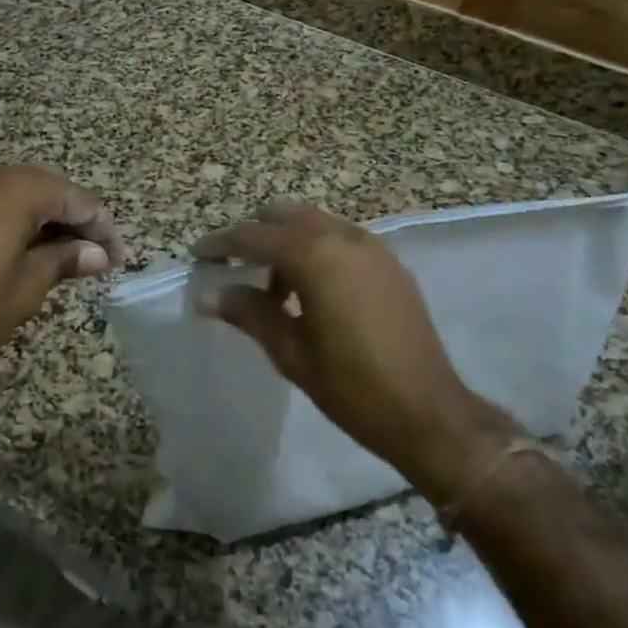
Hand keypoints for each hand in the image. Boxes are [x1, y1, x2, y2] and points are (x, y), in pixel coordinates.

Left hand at [0, 165, 122, 412]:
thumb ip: (64, 260)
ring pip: (10, 191)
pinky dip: (5, 218)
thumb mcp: (25, 290)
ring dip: (38, 216)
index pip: (73, 197)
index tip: (118, 256)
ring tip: (57, 253)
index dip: (101, 226)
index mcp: (13, 190)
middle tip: (92, 253)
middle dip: (71, 216)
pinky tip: (13, 248)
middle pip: (42, 186)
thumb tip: (98, 254)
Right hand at [193, 202, 518, 501]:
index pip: (254, 236)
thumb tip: (209, 294)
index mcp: (315, 256)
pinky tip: (310, 290)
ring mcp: (371, 246)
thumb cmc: (352, 387)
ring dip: (286, 241)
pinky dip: (316, 248)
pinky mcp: (389, 262)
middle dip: (254, 233)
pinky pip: (340, 238)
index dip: (221, 244)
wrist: (429, 412)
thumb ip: (250, 313)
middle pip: (285, 215)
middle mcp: (343, 237)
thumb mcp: (291, 353)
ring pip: (314, 223)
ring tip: (272, 287)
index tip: (198, 255)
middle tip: (232, 265)